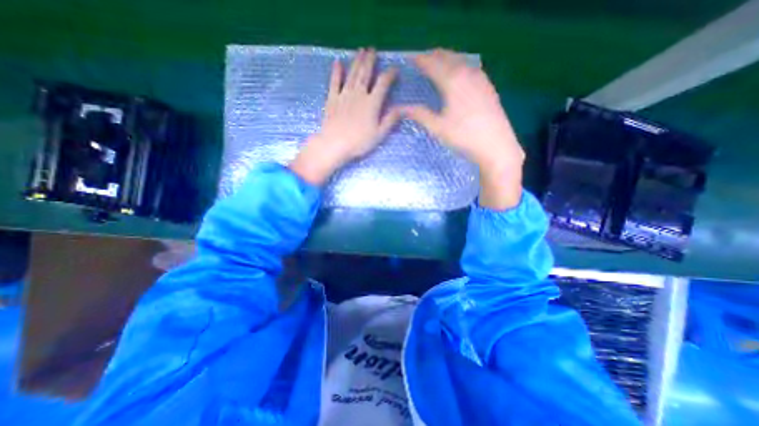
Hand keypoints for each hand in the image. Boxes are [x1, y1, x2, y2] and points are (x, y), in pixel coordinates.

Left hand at [290, 47, 399, 183]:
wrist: (334, 144)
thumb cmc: (359, 142)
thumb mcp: (379, 134)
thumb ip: (390, 120)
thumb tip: (402, 109)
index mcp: (372, 103)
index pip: (383, 83)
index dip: (390, 75)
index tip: (394, 69)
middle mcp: (359, 94)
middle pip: (366, 73)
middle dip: (370, 61)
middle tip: (373, 50)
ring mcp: (344, 95)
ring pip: (352, 74)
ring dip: (357, 61)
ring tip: (361, 51)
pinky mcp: (332, 99)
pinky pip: (334, 82)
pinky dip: (336, 72)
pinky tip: (338, 63)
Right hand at [404, 50, 521, 209]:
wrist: (496, 146)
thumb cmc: (464, 137)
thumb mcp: (438, 128)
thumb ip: (419, 114)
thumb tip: (400, 108)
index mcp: (452, 80)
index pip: (431, 63)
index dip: (418, 60)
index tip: (407, 59)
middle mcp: (467, 72)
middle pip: (446, 56)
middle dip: (431, 56)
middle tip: (419, 62)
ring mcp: (480, 77)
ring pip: (459, 60)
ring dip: (445, 59)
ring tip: (435, 66)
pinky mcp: (488, 86)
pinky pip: (469, 67)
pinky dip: (458, 66)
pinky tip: (457, 75)